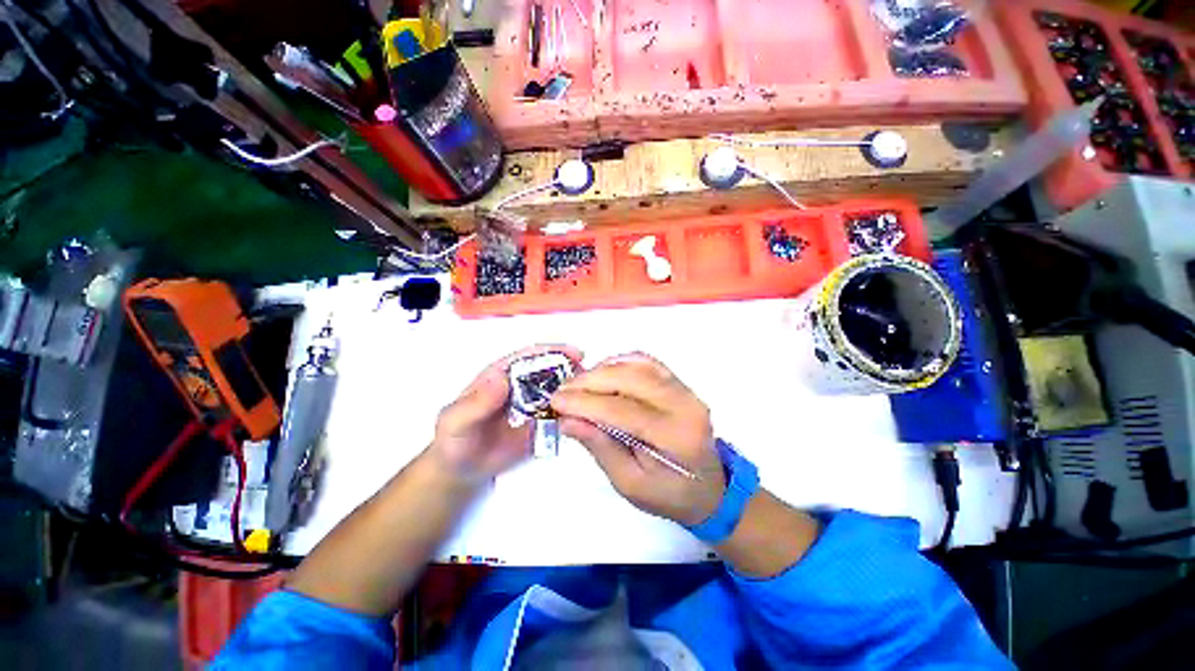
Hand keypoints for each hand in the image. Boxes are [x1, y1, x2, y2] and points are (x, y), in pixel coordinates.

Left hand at [430, 344, 583, 484]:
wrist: (463, 469)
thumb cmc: (455, 439)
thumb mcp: (455, 420)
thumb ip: (475, 403)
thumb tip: (501, 379)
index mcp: (503, 374)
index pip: (530, 356)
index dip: (553, 351)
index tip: (576, 353)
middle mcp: (524, 385)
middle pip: (553, 370)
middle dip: (573, 369)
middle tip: (592, 378)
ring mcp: (536, 404)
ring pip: (562, 391)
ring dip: (579, 390)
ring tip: (595, 396)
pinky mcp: (545, 424)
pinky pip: (564, 415)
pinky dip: (577, 413)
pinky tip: (589, 417)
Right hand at [551, 354, 726, 525]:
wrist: (710, 487)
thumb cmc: (669, 495)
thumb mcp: (630, 484)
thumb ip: (600, 447)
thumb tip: (568, 420)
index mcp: (676, 437)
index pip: (622, 409)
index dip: (585, 403)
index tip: (556, 402)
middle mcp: (685, 405)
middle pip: (630, 378)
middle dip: (589, 381)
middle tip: (562, 391)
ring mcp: (685, 389)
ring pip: (637, 364)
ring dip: (602, 370)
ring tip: (578, 384)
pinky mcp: (680, 383)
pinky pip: (646, 362)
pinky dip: (620, 362)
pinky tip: (602, 373)